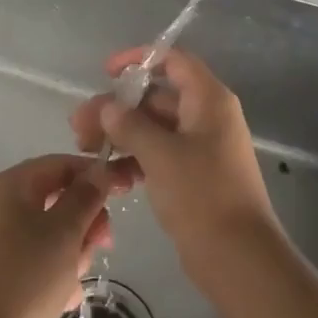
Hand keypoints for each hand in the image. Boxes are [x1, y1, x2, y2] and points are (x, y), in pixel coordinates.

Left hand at [0, 154, 129, 317]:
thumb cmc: (28, 276)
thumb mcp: (65, 230)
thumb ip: (86, 195)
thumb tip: (102, 169)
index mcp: (10, 187)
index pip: (60, 165)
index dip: (95, 174)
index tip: (127, 189)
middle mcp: (4, 209)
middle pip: (60, 199)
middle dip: (86, 221)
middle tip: (102, 243)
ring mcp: (5, 243)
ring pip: (57, 234)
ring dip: (76, 253)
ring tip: (74, 279)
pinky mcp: (10, 275)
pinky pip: (46, 262)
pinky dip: (61, 275)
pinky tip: (65, 298)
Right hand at [71, 47, 279, 285]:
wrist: (238, 257)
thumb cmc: (202, 195)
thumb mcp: (160, 155)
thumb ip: (130, 125)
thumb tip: (108, 107)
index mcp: (208, 100)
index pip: (173, 61)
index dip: (139, 60)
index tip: (106, 73)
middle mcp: (207, 116)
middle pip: (157, 97)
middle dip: (117, 108)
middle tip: (79, 126)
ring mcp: (202, 147)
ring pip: (154, 128)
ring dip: (121, 134)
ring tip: (86, 149)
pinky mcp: (194, 175)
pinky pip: (160, 154)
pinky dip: (135, 158)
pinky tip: (109, 173)